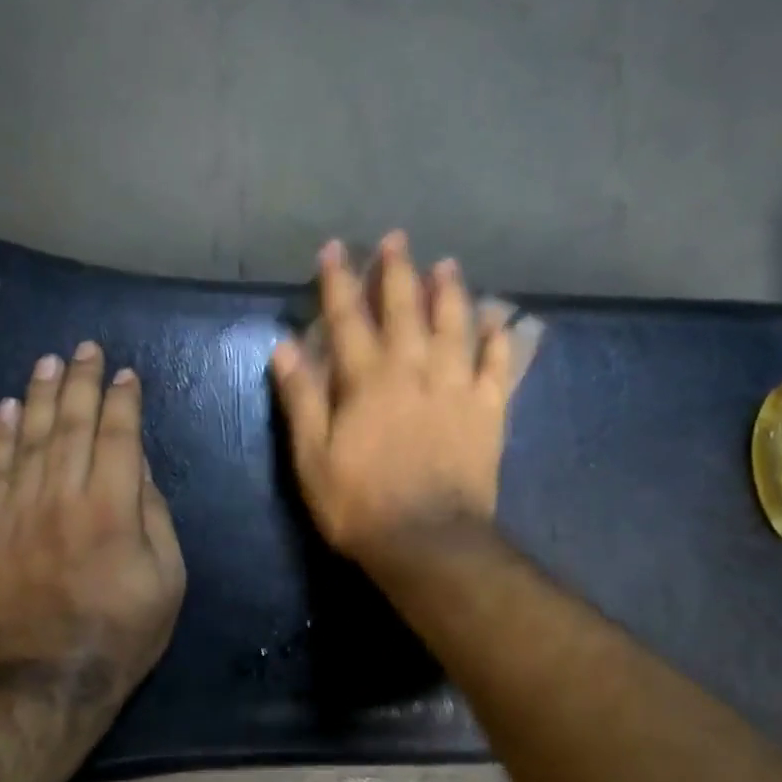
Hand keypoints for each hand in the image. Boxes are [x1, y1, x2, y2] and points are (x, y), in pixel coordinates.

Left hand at [0, 342, 185, 719]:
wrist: (53, 679)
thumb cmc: (126, 631)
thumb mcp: (168, 577)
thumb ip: (154, 514)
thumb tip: (139, 467)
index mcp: (113, 508)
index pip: (119, 436)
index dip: (123, 401)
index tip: (126, 374)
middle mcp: (63, 497)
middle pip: (71, 425)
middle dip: (81, 382)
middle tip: (85, 348)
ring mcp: (19, 511)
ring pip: (28, 439)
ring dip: (38, 396)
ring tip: (48, 362)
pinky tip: (4, 408)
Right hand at [270, 232, 512, 567]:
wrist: (430, 541)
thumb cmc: (360, 505)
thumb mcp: (312, 459)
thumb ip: (301, 399)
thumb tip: (284, 347)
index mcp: (367, 380)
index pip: (348, 318)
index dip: (338, 281)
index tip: (333, 248)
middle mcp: (414, 370)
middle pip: (406, 309)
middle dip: (398, 271)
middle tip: (397, 239)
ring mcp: (457, 388)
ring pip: (455, 326)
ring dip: (450, 292)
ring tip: (447, 265)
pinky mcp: (488, 411)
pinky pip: (497, 364)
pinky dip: (498, 337)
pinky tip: (498, 317)